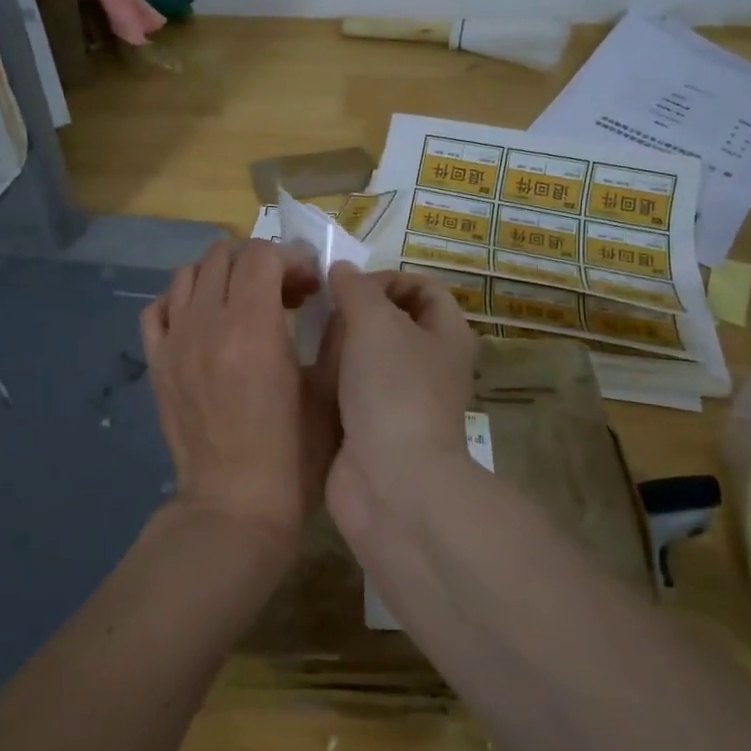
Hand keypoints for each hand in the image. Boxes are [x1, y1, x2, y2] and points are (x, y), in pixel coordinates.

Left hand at [141, 239, 321, 544]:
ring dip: (222, 275)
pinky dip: (183, 300)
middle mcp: (206, 325)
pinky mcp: (156, 364)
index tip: (311, 285)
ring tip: (245, 302)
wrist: (234, 508)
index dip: (292, 258)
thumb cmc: (293, 459)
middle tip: (285, 293)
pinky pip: (159, 308)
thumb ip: (338, 338)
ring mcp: (175, 342)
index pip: (261, 255)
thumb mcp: (330, 397)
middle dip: (260, 261)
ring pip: (188, 274)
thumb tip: (341, 299)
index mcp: (252, 329)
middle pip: (223, 255)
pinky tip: (205, 321)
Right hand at [315, 266, 478, 538]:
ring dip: (337, 346)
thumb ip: (356, 288)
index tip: (349, 286)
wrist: (390, 480)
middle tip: (322, 313)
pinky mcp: (370, 426)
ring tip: (307, 340)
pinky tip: (303, 373)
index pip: (423, 288)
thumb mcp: (376, 321)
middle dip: (354, 312)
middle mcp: (428, 364)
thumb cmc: (393, 389)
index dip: (388, 277)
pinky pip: (347, 389)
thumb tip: (341, 270)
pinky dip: (328, 380)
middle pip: (389, 321)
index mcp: (446, 335)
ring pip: (363, 356)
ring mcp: (398, 398)